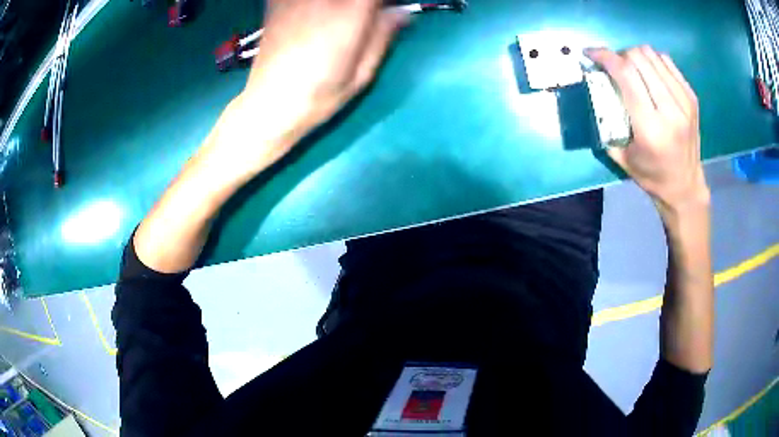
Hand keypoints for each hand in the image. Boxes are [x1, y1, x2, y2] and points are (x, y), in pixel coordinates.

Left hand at [223, 0, 407, 171]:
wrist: (268, 106)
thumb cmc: (319, 96)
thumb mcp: (362, 74)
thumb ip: (382, 35)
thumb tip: (402, 13)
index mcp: (349, 14)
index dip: (382, 4)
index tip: (387, 12)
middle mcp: (322, 0)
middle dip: (363, 5)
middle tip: (365, 19)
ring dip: (339, 6)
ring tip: (340, 22)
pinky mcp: (277, 3)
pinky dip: (317, 7)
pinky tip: (314, 17)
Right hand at [587, 46, 709, 214]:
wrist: (686, 187)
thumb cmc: (652, 176)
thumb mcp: (622, 156)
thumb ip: (606, 121)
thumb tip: (595, 85)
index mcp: (651, 128)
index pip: (625, 74)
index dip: (604, 56)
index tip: (591, 54)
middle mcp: (671, 110)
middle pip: (639, 57)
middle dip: (620, 56)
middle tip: (615, 68)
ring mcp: (685, 102)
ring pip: (653, 55)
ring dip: (637, 57)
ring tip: (633, 71)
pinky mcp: (692, 97)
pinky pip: (667, 62)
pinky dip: (653, 62)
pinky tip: (650, 75)